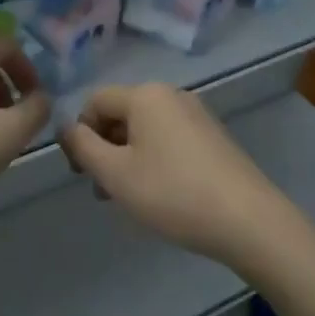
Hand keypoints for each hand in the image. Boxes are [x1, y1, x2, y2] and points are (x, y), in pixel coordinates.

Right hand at [58, 84, 301, 267]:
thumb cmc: (172, 193)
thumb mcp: (115, 173)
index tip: (81, 173)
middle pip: (121, 114)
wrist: (248, 221)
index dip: (79, 134)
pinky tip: (160, 194)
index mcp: (146, 95)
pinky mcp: (213, 137)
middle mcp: (172, 95)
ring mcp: (197, 115)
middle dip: (104, 149)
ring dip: (126, 158)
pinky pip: (168, 140)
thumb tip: (66, 127)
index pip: (95, 101)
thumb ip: (83, 146)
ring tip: (128, 198)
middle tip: (102, 191)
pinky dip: (153, 160)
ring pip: (145, 130)